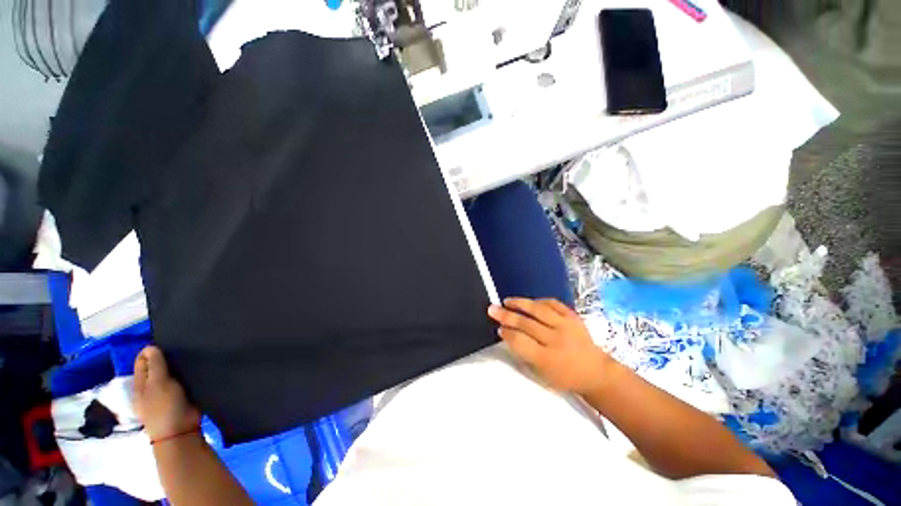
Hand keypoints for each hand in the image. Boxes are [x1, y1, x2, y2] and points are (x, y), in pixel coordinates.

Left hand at [133, 346, 200, 440]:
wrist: (180, 430)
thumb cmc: (164, 407)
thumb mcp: (158, 384)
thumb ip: (155, 365)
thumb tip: (150, 347)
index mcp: (141, 382)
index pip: (142, 360)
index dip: (151, 351)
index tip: (167, 343)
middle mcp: (152, 385)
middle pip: (157, 365)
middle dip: (166, 357)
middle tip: (181, 348)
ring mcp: (167, 390)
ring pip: (171, 372)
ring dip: (177, 365)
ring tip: (190, 355)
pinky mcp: (182, 394)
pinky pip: (183, 379)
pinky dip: (186, 373)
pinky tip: (194, 367)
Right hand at [488, 298, 611, 394]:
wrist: (595, 372)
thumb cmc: (565, 377)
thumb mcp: (542, 373)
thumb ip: (524, 352)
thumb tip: (507, 333)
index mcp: (547, 359)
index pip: (520, 341)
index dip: (507, 333)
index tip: (498, 328)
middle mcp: (556, 340)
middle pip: (526, 324)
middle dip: (506, 315)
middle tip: (492, 309)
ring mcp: (566, 326)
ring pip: (538, 309)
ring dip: (520, 303)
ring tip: (507, 301)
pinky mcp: (573, 316)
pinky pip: (552, 303)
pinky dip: (538, 301)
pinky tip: (529, 302)